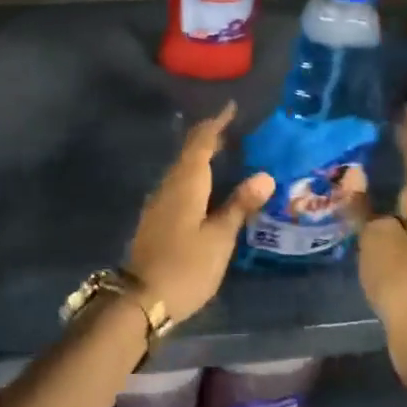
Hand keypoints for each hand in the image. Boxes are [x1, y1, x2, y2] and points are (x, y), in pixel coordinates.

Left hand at [127, 104, 275, 324]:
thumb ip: (239, 205)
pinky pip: (178, 184)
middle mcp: (168, 185)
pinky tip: (206, 186)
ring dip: (200, 156)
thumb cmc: (186, 266)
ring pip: (181, 168)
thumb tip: (264, 174)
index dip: (216, 124)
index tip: (231, 107)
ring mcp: (158, 201)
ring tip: (224, 151)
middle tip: (233, 128)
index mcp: (185, 183)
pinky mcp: (156, 218)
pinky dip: (194, 175)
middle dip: (209, 137)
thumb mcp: (219, 238)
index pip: (201, 143)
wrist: (141, 298)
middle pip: (189, 152)